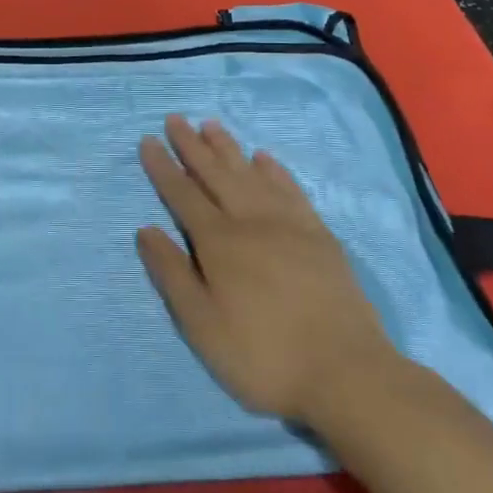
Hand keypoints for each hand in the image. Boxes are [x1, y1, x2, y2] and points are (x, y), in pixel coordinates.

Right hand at [136, 116, 399, 428]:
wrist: (346, 373)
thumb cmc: (263, 355)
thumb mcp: (202, 325)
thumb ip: (172, 274)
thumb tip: (145, 229)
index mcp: (219, 242)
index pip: (182, 194)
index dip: (163, 167)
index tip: (148, 140)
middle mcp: (251, 221)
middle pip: (216, 174)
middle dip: (192, 146)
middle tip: (176, 119)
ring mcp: (289, 224)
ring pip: (251, 174)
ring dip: (228, 148)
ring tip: (211, 125)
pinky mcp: (319, 235)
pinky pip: (291, 189)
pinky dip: (274, 170)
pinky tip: (264, 158)